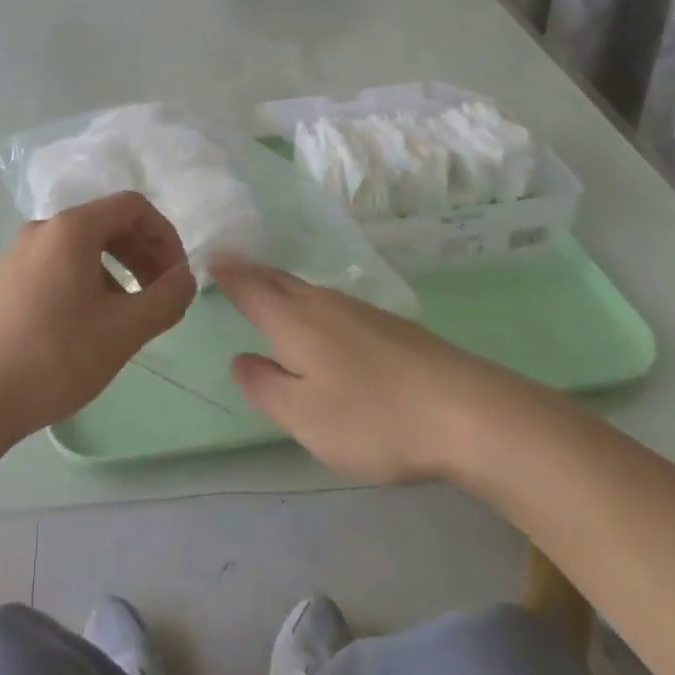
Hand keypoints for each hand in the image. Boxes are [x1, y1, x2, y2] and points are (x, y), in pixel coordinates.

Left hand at [0, 192, 195, 449]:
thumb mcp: (124, 331)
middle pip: (107, 222)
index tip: (177, 276)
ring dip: (118, 267)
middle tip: (161, 294)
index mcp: (70, 229)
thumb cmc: (56, 358)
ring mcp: (18, 252)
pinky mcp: (6, 279)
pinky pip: (59, 262)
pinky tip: (92, 321)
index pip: (132, 206)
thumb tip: (186, 278)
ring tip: (130, 312)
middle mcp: (42, 228)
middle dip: (143, 252)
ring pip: (83, 245)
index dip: (165, 235)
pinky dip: (89, 278)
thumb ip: (166, 298)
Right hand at [212, 259, 543, 485]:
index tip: (209, 256)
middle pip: (278, 281)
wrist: (466, 411)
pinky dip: (308, 301)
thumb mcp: (305, 417)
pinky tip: (318, 317)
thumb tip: (240, 359)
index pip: (251, 289)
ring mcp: (359, 311)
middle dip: (251, 272)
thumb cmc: (373, 416)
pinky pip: (330, 303)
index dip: (228, 274)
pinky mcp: (388, 326)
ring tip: (265, 286)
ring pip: (306, 290)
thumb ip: (266, 387)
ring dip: (279, 284)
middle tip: (229, 262)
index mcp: (294, 321)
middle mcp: (322, 304)